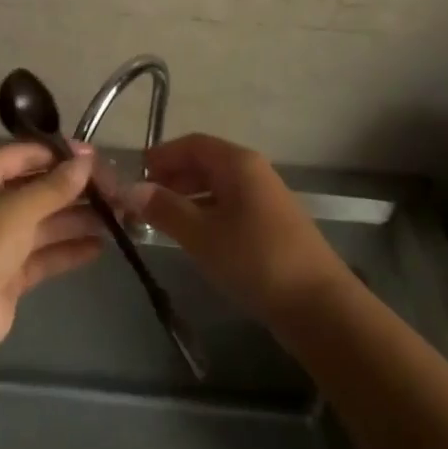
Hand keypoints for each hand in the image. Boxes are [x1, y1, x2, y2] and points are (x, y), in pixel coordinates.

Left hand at [0, 141, 104, 356]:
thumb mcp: (19, 207)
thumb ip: (56, 185)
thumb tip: (87, 160)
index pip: (24, 154)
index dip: (59, 155)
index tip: (95, 159)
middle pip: (36, 189)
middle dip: (74, 190)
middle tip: (113, 190)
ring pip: (43, 223)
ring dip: (76, 219)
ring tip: (116, 218)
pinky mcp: (7, 273)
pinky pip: (42, 254)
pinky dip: (68, 249)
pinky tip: (100, 246)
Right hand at [130, 133, 351, 326]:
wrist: (318, 304)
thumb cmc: (254, 259)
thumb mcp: (201, 234)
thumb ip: (165, 209)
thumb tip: (130, 189)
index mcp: (238, 162)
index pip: (193, 144)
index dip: (162, 155)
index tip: (135, 174)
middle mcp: (253, 171)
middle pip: (205, 162)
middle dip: (172, 177)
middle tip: (142, 201)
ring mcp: (265, 197)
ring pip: (218, 186)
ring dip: (188, 197)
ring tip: (160, 220)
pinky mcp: (272, 224)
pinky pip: (230, 205)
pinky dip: (206, 212)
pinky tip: (194, 236)